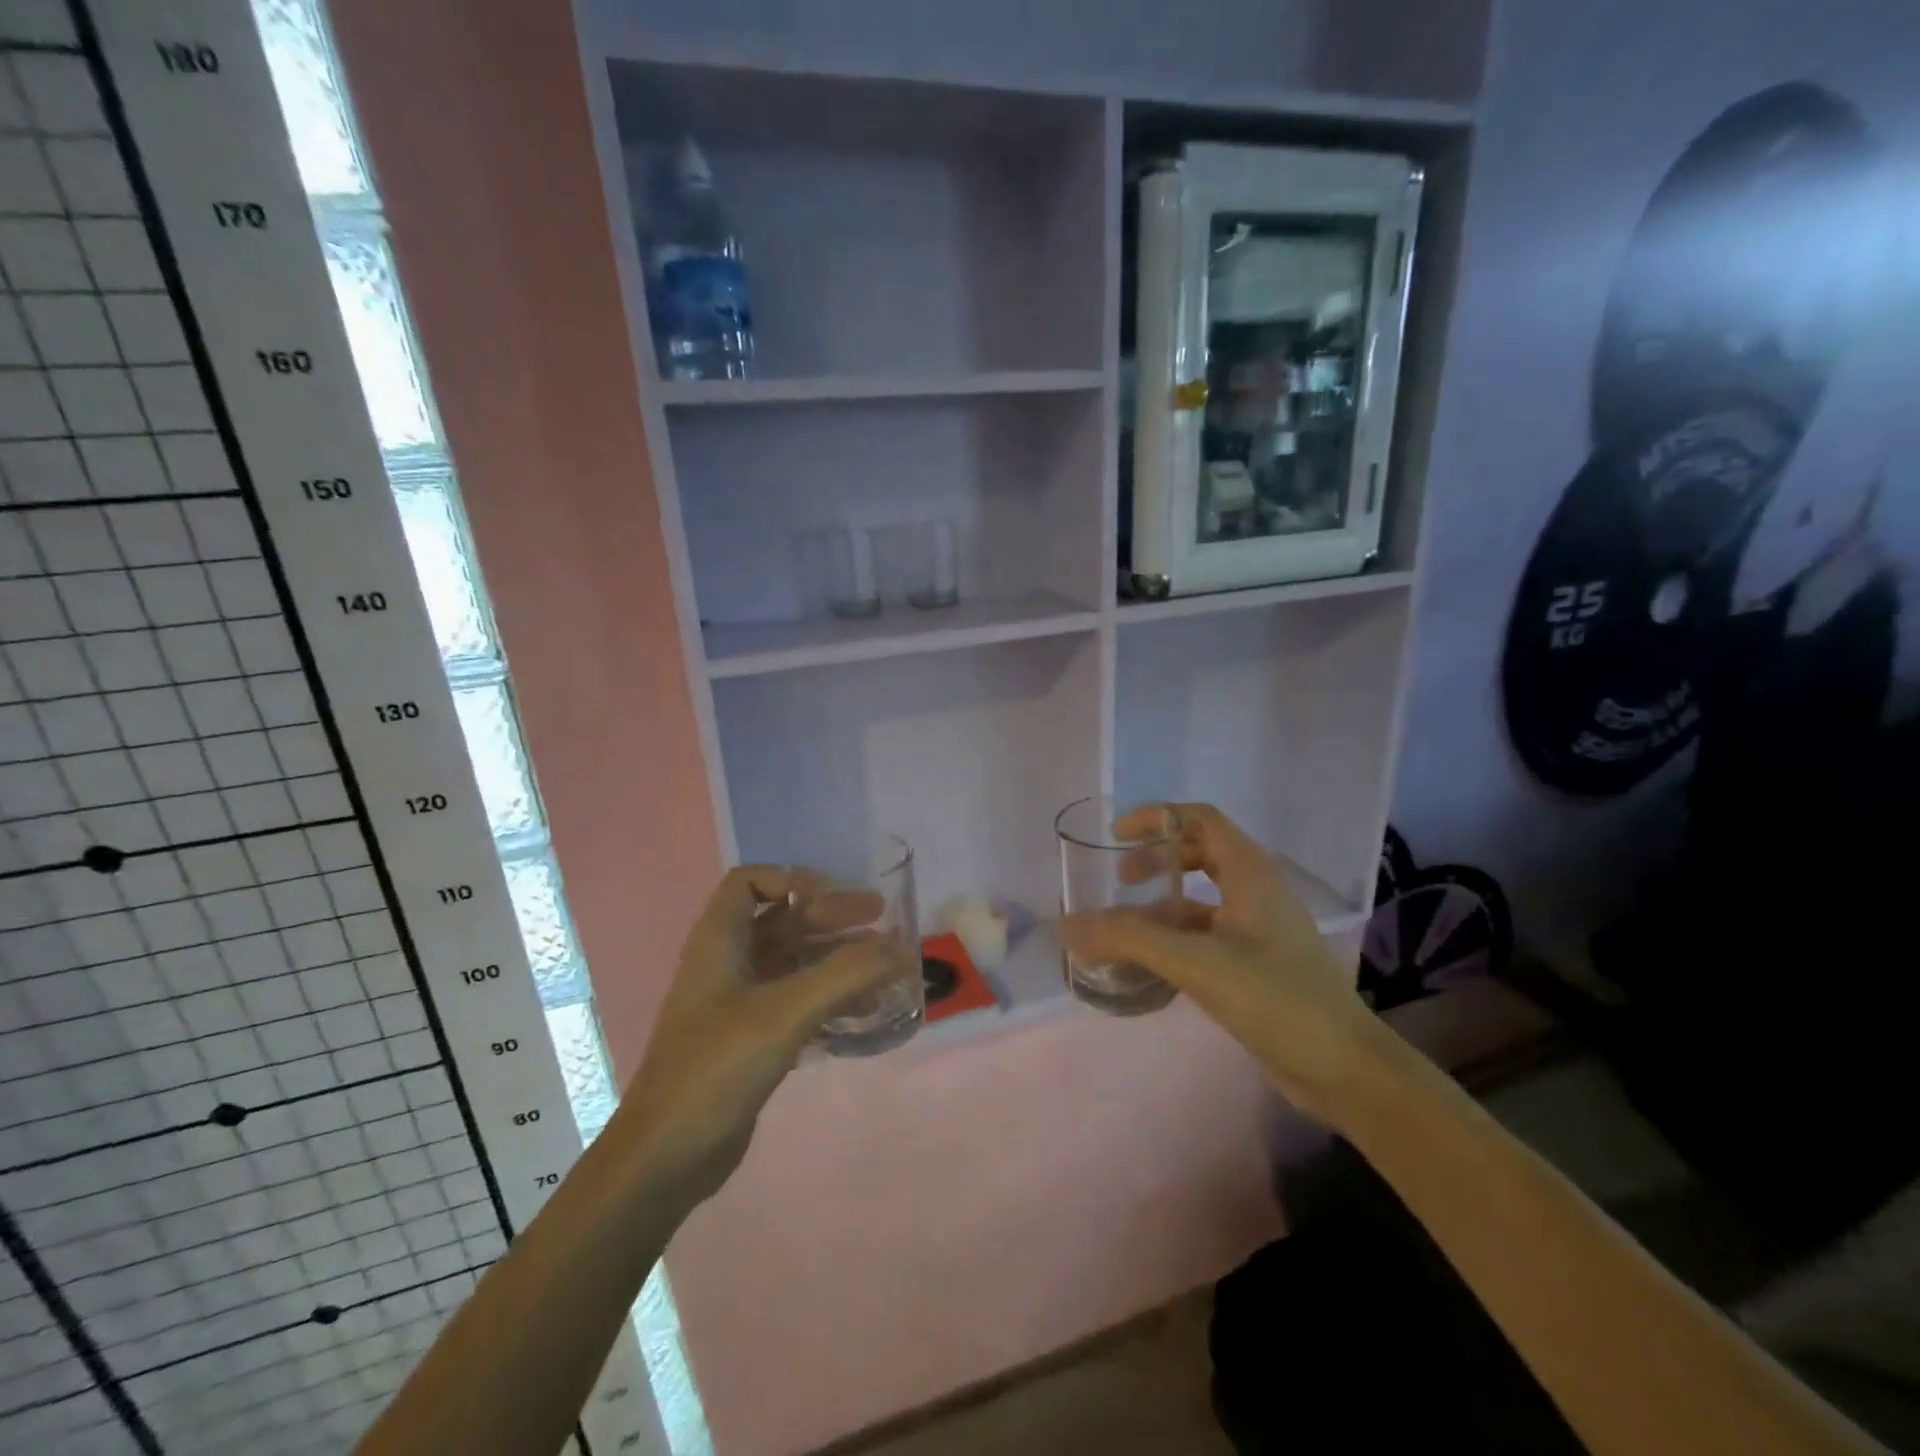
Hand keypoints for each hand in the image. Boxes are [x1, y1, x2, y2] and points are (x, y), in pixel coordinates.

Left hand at [610, 865, 916, 1205]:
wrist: (667, 1156)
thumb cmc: (718, 1066)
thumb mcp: (786, 1011)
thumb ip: (846, 975)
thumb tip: (903, 948)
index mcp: (719, 942)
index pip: (748, 883)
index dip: (790, 878)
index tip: (833, 892)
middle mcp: (727, 964)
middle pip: (782, 921)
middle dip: (831, 916)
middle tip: (881, 918)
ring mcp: (738, 1004)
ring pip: (794, 962)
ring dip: (838, 958)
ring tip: (886, 965)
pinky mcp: (751, 1039)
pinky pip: (797, 1001)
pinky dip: (831, 996)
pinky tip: (866, 1008)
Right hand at [1058, 803, 1386, 1125]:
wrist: (1344, 1069)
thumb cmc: (1275, 998)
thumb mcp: (1196, 963)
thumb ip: (1129, 940)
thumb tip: (1067, 926)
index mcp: (1250, 873)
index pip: (1200, 818)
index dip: (1158, 817)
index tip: (1117, 835)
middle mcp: (1256, 891)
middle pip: (1200, 853)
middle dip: (1157, 860)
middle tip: (1121, 881)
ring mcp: (1259, 930)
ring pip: (1201, 900)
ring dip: (1161, 906)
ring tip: (1124, 930)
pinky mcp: (1257, 964)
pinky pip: (1206, 936)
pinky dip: (1175, 940)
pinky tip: (1150, 966)